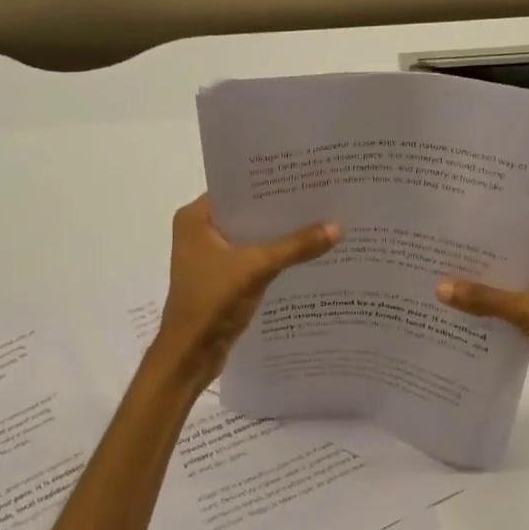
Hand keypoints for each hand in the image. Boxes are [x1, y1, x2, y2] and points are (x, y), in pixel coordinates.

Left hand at [155, 195, 340, 387]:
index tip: (304, 174)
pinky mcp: (222, 279)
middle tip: (321, 195)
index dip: (269, 182)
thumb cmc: (212, 302)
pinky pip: (253, 259)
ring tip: (321, 220)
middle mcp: (200, 232)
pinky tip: (306, 253)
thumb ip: (295, 246)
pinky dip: (275, 257)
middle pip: (247, 212)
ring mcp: (210, 257)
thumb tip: (338, 227)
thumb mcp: (256, 268)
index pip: (236, 187)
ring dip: (280, 235)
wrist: (190, 354)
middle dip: (280, 209)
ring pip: (252, 237)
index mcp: (196, 218)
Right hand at [437, 244, 528, 422]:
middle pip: (517, 267)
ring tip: (445, 285)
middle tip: (442, 260)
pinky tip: (463, 314)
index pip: (526, 240)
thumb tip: (440, 288)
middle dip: (484, 269)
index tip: (457, 235)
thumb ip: (486, 300)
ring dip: (487, 295)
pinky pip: (514, 316)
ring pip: (514, 293)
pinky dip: (494, 316)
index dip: (493, 239)